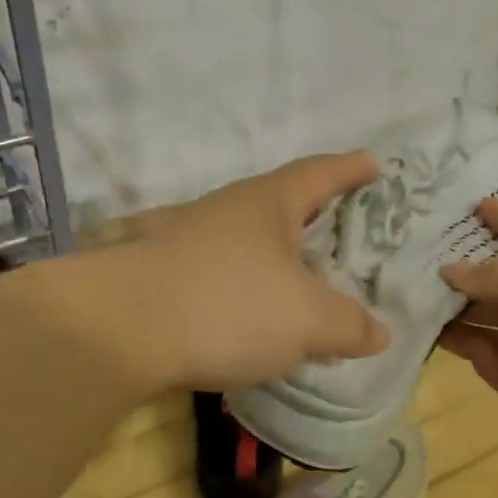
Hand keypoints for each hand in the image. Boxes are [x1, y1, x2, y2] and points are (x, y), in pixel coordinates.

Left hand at [129, 152, 391, 391]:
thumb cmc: (228, 305)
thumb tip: (378, 333)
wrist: (118, 330)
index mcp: (267, 203)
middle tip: (340, 230)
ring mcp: (185, 240)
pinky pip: (218, 276)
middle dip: (312, 216)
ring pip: (246, 242)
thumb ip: (349, 325)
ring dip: (276, 259)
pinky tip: (249, 322)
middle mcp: (225, 211)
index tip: (373, 164)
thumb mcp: (308, 319)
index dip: (350, 170)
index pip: (319, 174)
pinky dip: (244, 292)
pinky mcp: (160, 276)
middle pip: (279, 204)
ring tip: (301, 285)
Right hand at [439, 198, 497, 453]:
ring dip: (459, 314)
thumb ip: (493, 276)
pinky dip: (468, 350)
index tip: (475, 205)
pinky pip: (495, 364)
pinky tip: (433, 335)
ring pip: (495, 326)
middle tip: (417, 263)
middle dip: (469, 276)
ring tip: (412, 299)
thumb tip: (449, 272)